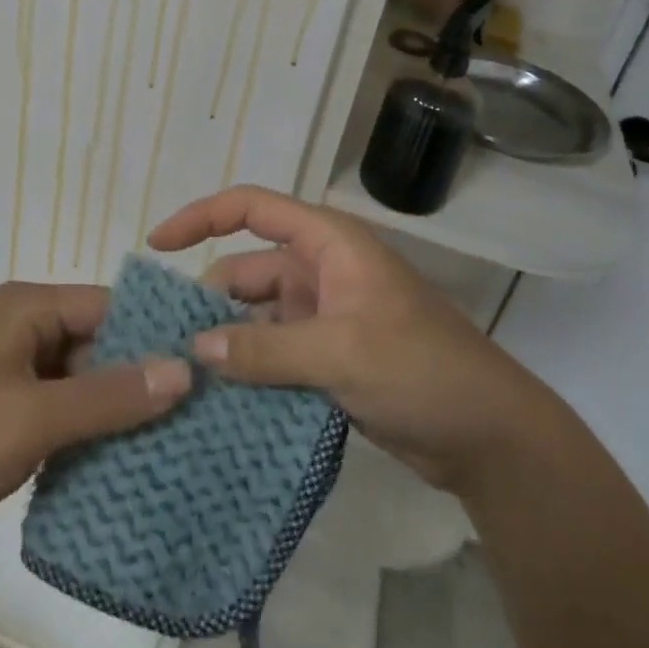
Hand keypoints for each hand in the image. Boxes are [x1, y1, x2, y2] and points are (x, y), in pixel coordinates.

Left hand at [0, 281, 191, 576]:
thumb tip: (184, 368)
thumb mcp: (36, 417)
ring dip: (113, 408)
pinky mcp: (0, 411)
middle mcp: (20, 327)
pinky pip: (58, 409)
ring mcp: (8, 371)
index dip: (153, 335)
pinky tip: (121, 460)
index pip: (107, 306)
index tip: (203, 369)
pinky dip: (85, 430)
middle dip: (138, 376)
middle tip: (195, 414)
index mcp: (26, 306)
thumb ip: (110, 395)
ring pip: (78, 380)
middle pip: (95, 342)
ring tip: (172, 440)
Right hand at [148, 185, 554, 494]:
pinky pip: (272, 351)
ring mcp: (323, 315)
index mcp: (328, 243)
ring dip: (227, 341)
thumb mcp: (341, 353)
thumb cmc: (423, 370)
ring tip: (185, 376)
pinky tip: (219, 397)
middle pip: (246, 269)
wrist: (491, 439)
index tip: (157, 245)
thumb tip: (195, 348)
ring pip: (256, 316)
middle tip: (167, 343)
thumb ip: (265, 349)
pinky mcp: (327, 356)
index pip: (252, 208)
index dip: (201, 217)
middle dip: (209, 300)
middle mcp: (320, 270)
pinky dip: (248, 368)